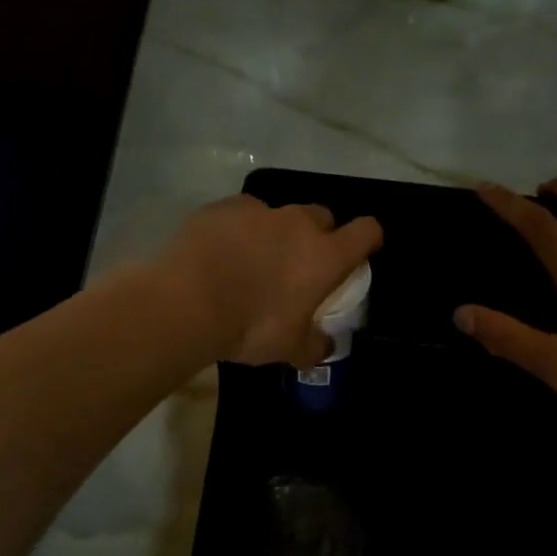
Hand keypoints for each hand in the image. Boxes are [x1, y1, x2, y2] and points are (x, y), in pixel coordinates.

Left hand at [160, 195, 383, 366]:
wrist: (188, 303)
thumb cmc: (251, 327)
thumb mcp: (289, 348)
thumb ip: (313, 345)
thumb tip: (325, 346)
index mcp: (325, 256)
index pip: (365, 232)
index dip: (367, 239)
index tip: (361, 252)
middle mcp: (298, 224)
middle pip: (322, 216)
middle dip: (318, 234)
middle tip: (300, 262)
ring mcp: (259, 210)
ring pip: (279, 213)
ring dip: (275, 232)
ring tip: (253, 258)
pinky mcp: (223, 207)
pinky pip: (241, 213)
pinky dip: (238, 229)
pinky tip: (221, 250)